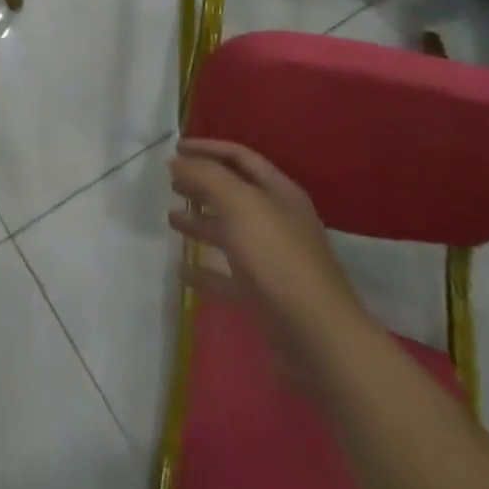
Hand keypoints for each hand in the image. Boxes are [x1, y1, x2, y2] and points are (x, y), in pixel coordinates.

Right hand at [168, 138, 368, 380]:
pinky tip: (182, 270)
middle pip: (234, 193)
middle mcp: (278, 221)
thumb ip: (206, 177)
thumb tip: (177, 162)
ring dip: (200, 222)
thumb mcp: (240, 205)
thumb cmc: (278, 259)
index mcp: (279, 193)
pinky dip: (205, 270)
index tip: (174, 148)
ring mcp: (272, 260)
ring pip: (230, 232)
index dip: (207, 148)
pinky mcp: (264, 297)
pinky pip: (228, 276)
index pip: (239, 157)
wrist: (318, 339)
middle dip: (202, 184)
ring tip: (171, 219)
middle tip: (170, 183)